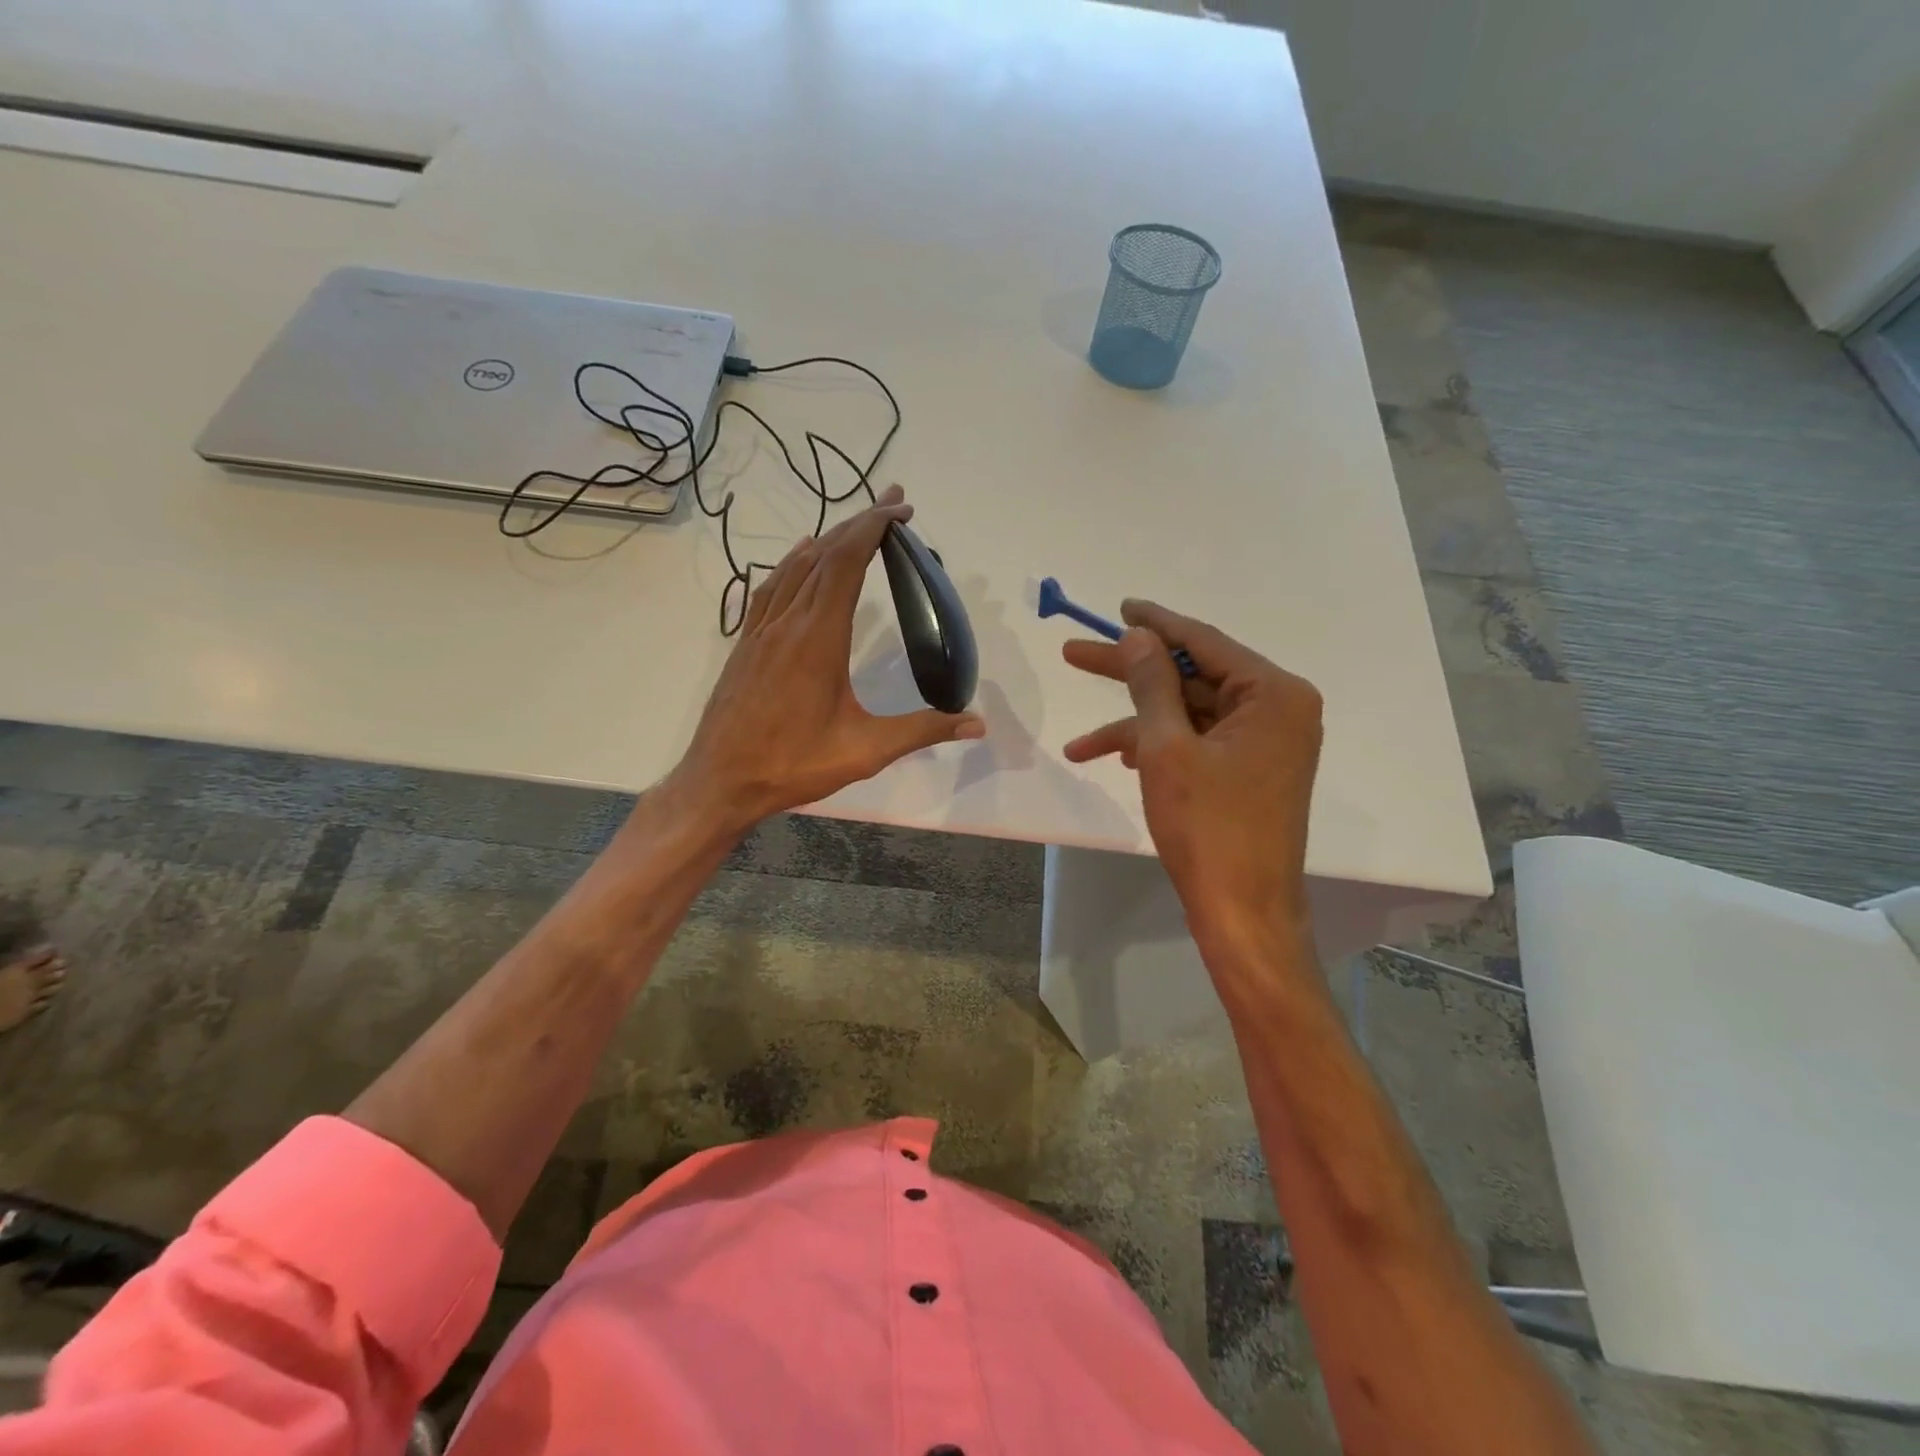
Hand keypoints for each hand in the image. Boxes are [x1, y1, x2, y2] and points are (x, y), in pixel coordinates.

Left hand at [673, 486, 984, 831]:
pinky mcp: (746, 643)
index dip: (873, 528)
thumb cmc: (793, 764)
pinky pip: (771, 588)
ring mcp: (762, 631)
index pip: (847, 564)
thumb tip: (978, 724)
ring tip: (857, 525)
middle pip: (824, 555)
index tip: (901, 508)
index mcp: (819, 638)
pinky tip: (800, 558)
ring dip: (829, 539)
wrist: (720, 781)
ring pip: (796, 567)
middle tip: (893, 501)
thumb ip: (923, 731)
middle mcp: (788, 622)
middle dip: (860, 522)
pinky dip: (793, 563)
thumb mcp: (866, 751)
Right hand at [1062, 601, 1322, 947]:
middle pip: (1192, 678)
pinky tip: (1116, 760)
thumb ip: (1150, 683)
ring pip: (1188, 715)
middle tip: (1074, 655)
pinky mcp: (1249, 771)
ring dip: (1134, 726)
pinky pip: (1197, 743)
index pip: (1204, 642)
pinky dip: (1157, 749)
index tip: (1117, 607)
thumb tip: (1136, 634)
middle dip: (1131, 674)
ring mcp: (1265, 744)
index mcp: (1274, 694)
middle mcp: (1278, 710)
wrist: (1243, 913)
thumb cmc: (1208, 827)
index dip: (1155, 624)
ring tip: (1080, 747)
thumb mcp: (1167, 748)